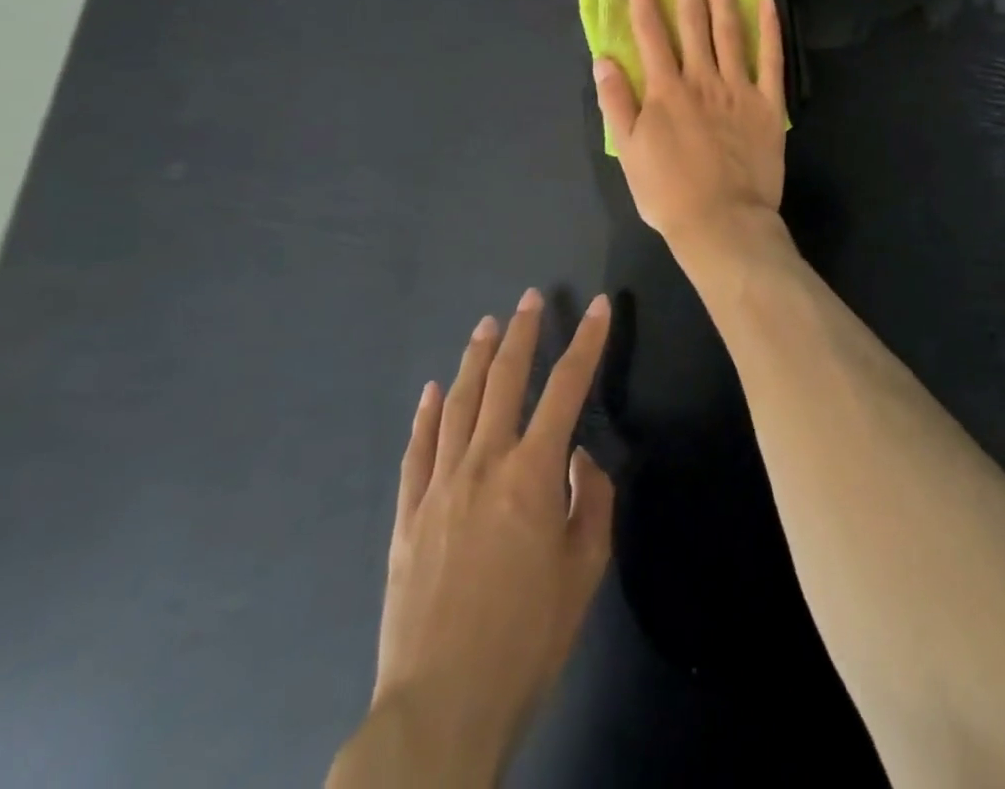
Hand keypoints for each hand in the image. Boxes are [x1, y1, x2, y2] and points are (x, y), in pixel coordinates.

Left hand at [354, 291, 613, 784]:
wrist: (442, 706)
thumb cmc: (527, 638)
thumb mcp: (584, 570)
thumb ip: (590, 502)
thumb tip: (580, 459)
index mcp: (532, 474)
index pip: (566, 388)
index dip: (586, 342)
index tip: (597, 307)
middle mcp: (483, 464)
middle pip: (503, 381)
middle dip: (521, 334)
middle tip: (528, 298)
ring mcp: (438, 487)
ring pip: (457, 405)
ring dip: (474, 359)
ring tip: (485, 325)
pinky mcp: (407, 516)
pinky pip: (417, 450)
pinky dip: (425, 415)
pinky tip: (431, 391)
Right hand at [593, 0, 787, 252]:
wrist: (723, 223)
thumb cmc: (669, 193)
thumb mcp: (629, 152)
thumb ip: (616, 102)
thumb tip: (603, 58)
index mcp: (665, 89)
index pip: (650, 30)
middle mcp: (701, 78)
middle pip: (691, 18)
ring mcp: (738, 87)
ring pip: (728, 28)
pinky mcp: (767, 104)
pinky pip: (771, 58)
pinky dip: (769, 27)